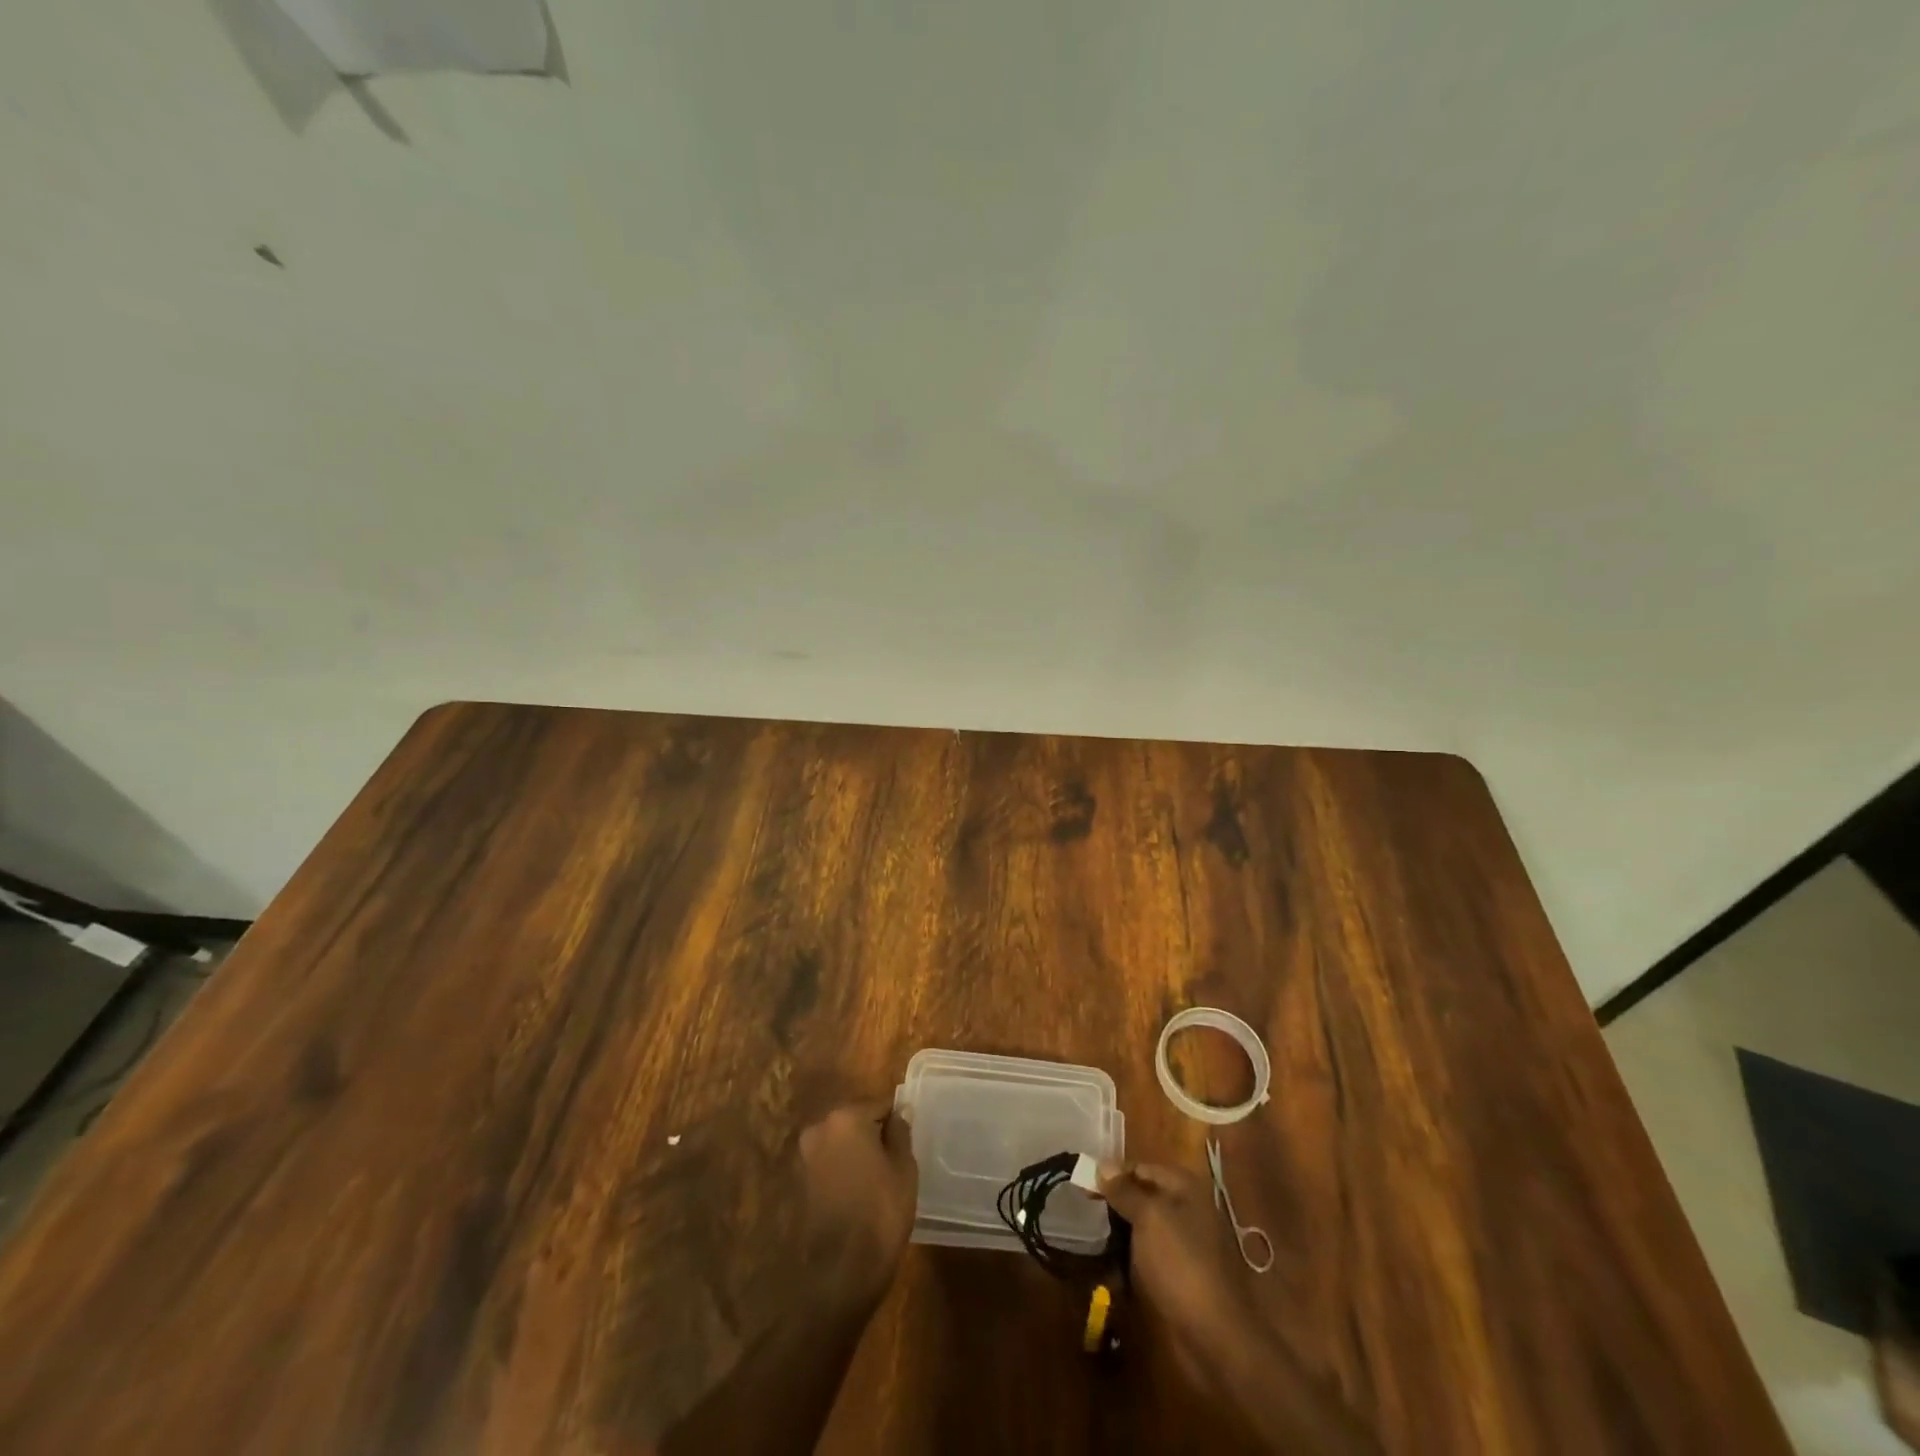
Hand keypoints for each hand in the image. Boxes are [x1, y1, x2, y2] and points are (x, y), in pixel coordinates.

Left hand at [798, 1102, 918, 1306]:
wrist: (842, 1271)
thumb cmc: (881, 1211)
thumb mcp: (904, 1168)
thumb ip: (900, 1132)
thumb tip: (900, 1111)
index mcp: (846, 1117)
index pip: (879, 1105)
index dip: (896, 1120)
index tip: (908, 1138)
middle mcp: (820, 1128)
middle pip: (856, 1121)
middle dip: (874, 1134)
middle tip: (896, 1159)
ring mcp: (806, 1156)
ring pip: (841, 1143)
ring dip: (857, 1153)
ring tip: (880, 1178)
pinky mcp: (800, 1182)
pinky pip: (830, 1164)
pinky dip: (844, 1170)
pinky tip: (861, 1192)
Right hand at [1098, 1160, 1259, 1376]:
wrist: (1214, 1335)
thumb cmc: (1180, 1264)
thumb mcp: (1148, 1218)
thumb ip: (1124, 1190)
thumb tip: (1102, 1164)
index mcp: (1185, 1187)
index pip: (1141, 1167)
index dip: (1113, 1173)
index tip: (1083, 1183)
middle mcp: (1187, 1208)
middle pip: (1143, 1195)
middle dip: (1115, 1201)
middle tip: (1085, 1208)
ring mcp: (1185, 1242)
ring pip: (1143, 1225)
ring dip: (1120, 1229)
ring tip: (1093, 1234)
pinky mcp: (1179, 1272)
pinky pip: (1148, 1253)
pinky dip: (1130, 1254)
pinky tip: (1110, 1261)